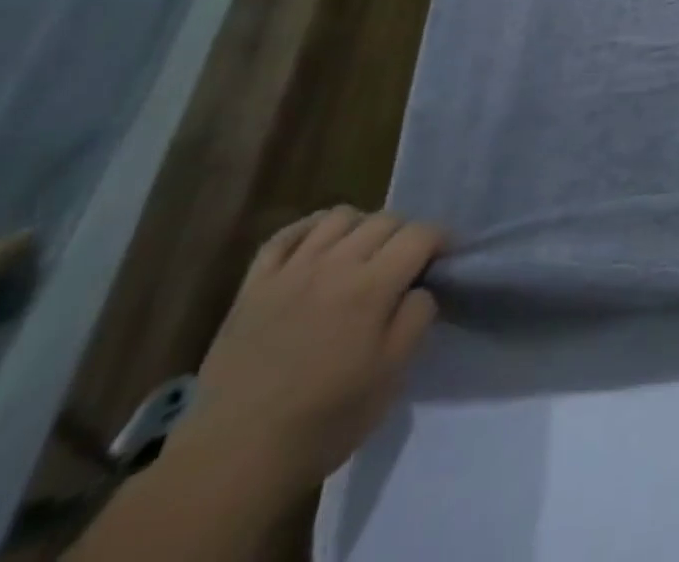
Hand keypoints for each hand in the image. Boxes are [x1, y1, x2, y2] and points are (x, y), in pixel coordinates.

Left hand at [165, 208, 443, 502]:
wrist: (232, 460)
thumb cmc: (323, 421)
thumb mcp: (391, 377)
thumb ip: (416, 319)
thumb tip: (420, 288)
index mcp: (372, 286)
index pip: (420, 234)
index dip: (441, 239)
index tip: (446, 257)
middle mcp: (334, 264)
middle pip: (384, 219)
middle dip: (406, 233)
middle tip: (407, 262)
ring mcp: (290, 271)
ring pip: (338, 217)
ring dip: (362, 226)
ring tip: (364, 251)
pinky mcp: (253, 286)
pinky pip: (286, 235)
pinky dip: (309, 228)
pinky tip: (319, 243)